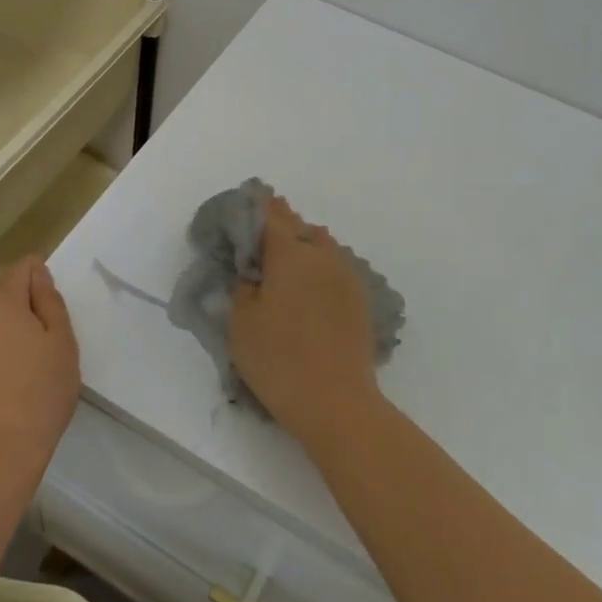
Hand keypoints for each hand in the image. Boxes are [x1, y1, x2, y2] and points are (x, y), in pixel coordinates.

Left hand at [0, 256, 79, 479]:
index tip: (51, 314)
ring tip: (17, 382)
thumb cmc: (40, 393)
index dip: (40, 282)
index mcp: (1, 303)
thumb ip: (49, 301)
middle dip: (19, 317)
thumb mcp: (62, 343)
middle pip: (0, 303)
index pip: (22, 269)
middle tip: (41, 354)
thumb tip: (37, 273)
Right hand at [229, 196, 381, 445]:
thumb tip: (254, 275)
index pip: (272, 217)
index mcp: (291, 254)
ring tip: (288, 252)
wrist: (336, 402)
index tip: (249, 198)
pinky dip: (321, 265)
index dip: (258, 207)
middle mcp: (323, 256)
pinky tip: (312, 280)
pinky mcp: (359, 301)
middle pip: (300, 227)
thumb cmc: (278, 359)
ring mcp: (346, 277)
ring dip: (304, 243)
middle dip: (282, 222)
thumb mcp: (241, 323)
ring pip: (323, 246)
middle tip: (265, 223)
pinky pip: (336, 267)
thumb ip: (244, 288)